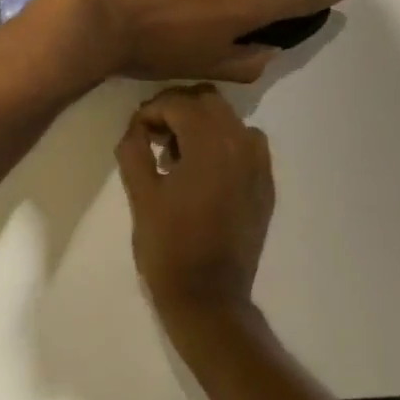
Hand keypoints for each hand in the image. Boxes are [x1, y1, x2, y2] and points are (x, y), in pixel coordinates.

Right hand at [115, 86, 274, 324]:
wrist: (210, 298)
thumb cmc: (169, 247)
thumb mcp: (141, 196)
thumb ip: (134, 149)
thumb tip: (136, 126)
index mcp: (211, 144)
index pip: (178, 103)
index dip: (151, 111)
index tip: (136, 132)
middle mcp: (242, 144)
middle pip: (207, 101)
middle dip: (177, 110)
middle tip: (154, 137)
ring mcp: (259, 164)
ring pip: (228, 119)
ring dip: (200, 124)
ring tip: (176, 156)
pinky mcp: (265, 184)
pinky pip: (245, 143)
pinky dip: (222, 143)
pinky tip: (203, 171)